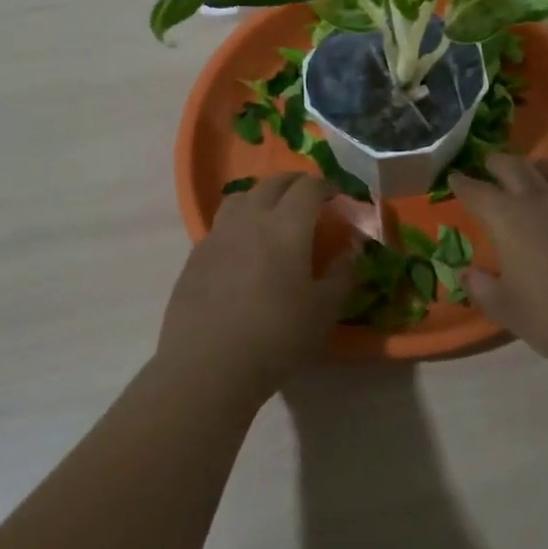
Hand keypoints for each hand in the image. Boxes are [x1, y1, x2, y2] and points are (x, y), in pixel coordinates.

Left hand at [159, 173, 353, 399]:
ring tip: (272, 212)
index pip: (308, 188)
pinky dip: (239, 221)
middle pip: (272, 183)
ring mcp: (218, 235)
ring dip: (261, 195)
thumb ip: (343, 274)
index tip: (337, 194)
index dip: (326, 186)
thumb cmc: (277, 337)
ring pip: (240, 197)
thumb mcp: (324, 311)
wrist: (208, 366)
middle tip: (309, 195)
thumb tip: (352, 249)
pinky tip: (243, 246)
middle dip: (295, 182)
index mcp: (286, 226)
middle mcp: (250, 219)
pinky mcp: (195, 256)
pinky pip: (221, 224)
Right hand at [451, 155, 547, 382]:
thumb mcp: (508, 311)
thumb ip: (482, 288)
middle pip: (515, 167)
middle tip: (487, 166)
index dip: (463, 183)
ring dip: (534, 166)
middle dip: (496, 163)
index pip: (478, 191)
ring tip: (529, 172)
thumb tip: (466, 272)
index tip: (454, 178)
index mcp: (509, 219)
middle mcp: (542, 200)